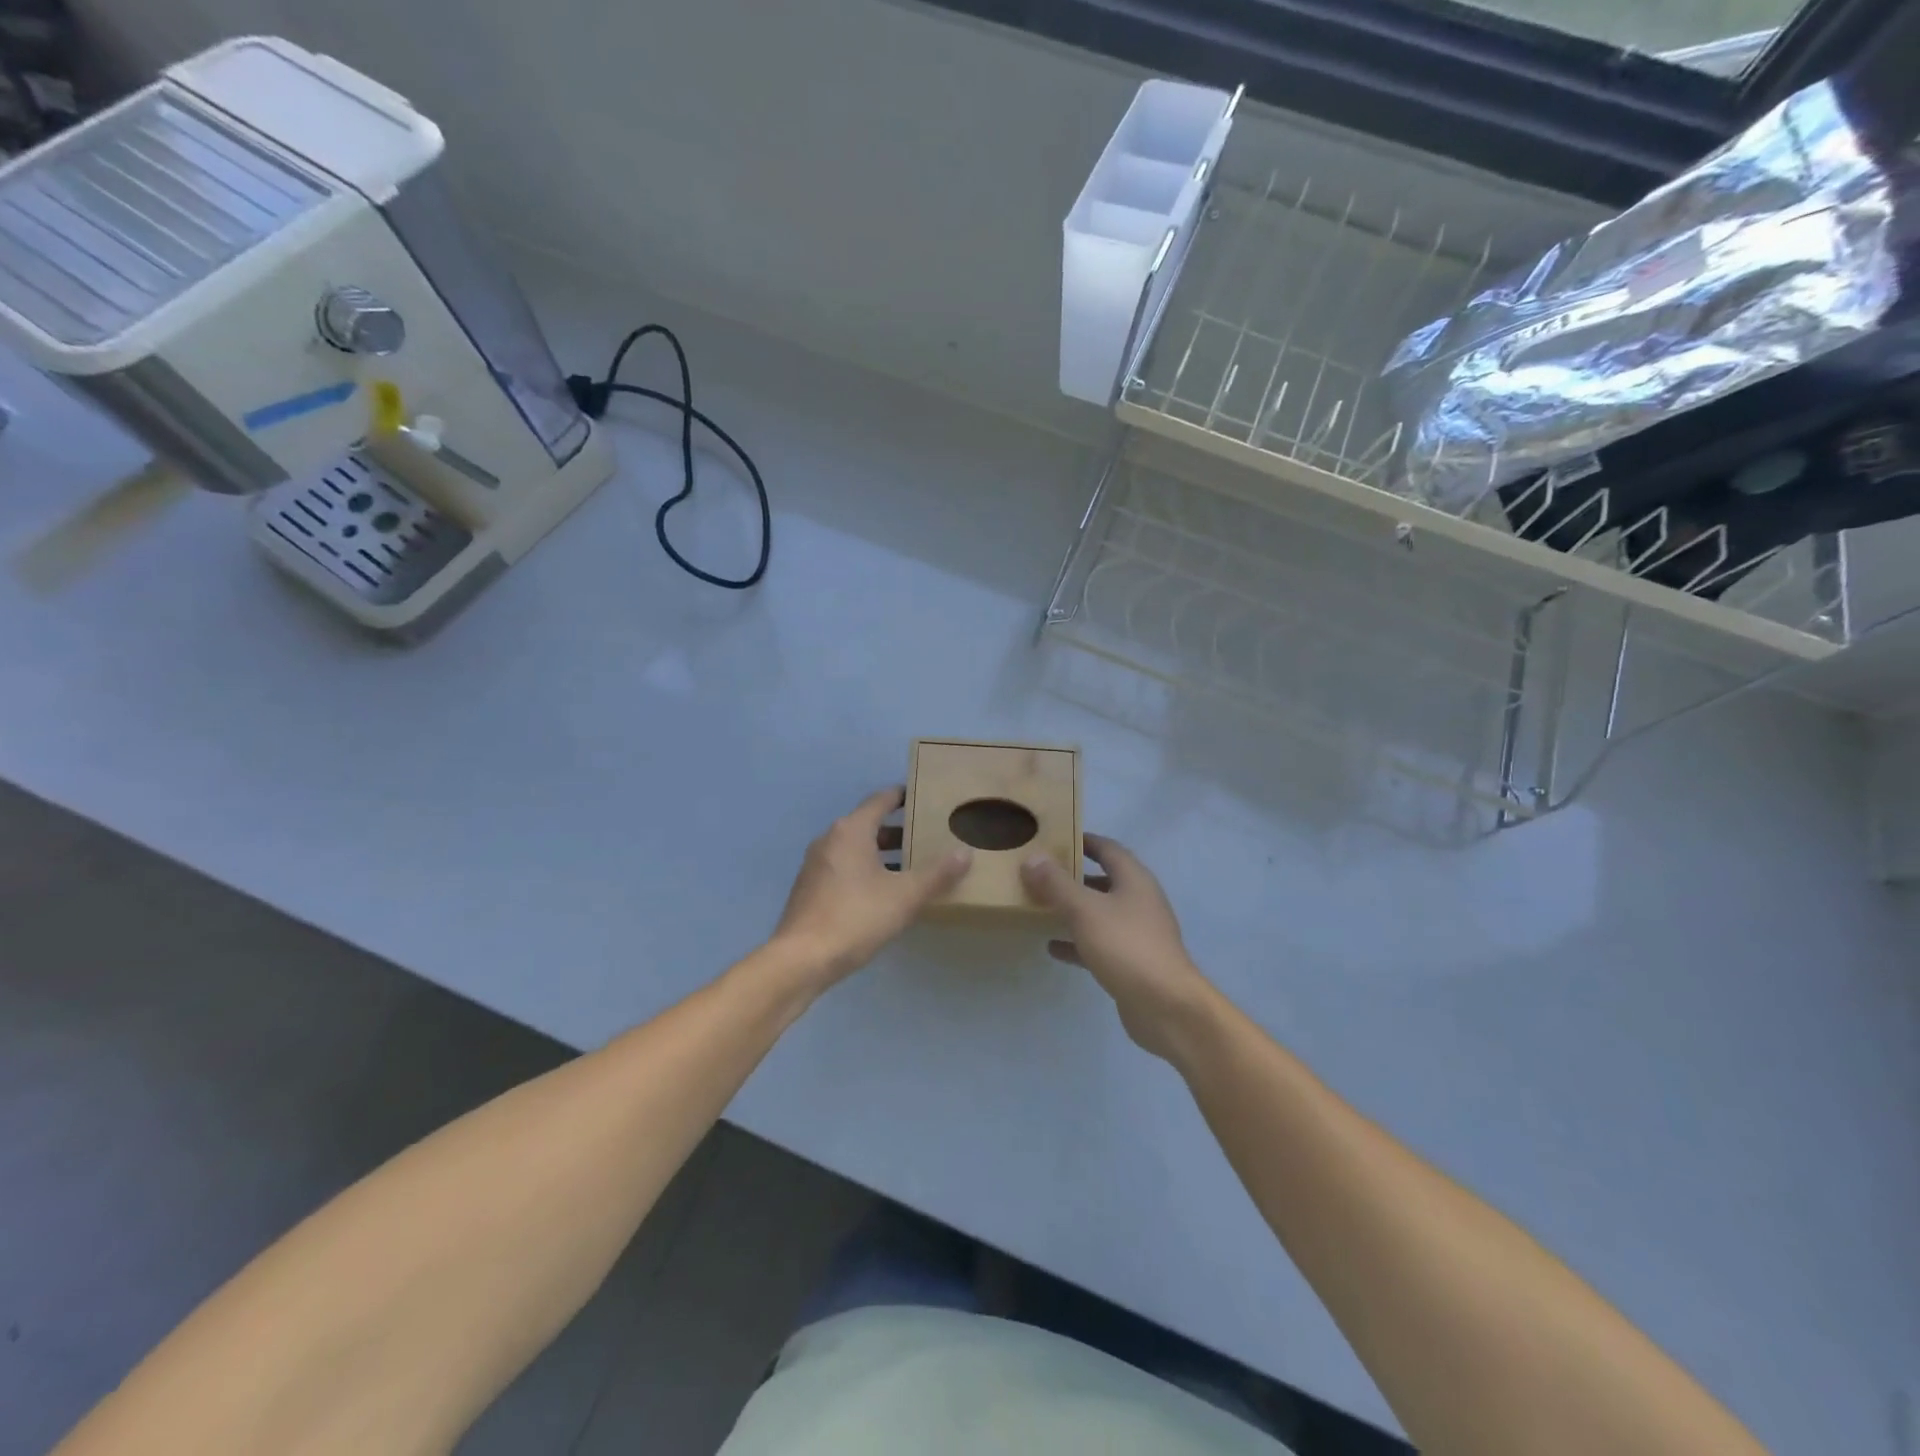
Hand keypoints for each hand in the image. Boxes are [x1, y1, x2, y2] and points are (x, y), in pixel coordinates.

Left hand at [772, 787, 971, 986]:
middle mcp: (830, 839)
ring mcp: (816, 864)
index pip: (881, 799)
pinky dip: (866, 869)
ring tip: (913, 866)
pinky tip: (885, 892)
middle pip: (869, 824)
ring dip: (883, 853)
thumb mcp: (905, 896)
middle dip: (899, 830)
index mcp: (851, 830)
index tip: (927, 798)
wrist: (802, 959)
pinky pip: (845, 867)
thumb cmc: (856, 917)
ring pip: (856, 848)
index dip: (905, 795)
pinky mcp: (811, 888)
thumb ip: (937, 874)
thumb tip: (965, 853)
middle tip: (929, 837)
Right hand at [1021, 835, 1216, 1061]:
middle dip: (1074, 876)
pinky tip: (1053, 947)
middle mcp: (1139, 901)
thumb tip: (1032, 858)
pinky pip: (1099, 943)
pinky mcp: (1132, 962)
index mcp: (1134, 880)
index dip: (1084, 840)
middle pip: (1104, 880)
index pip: (1108, 849)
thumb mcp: (1085, 910)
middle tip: (1040, 873)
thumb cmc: (1126, 947)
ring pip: (1100, 913)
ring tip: (1040, 906)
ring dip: (1074, 909)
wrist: (1167, 1007)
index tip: (1056, 837)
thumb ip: (1057, 884)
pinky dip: (1077, 942)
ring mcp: (1137, 933)